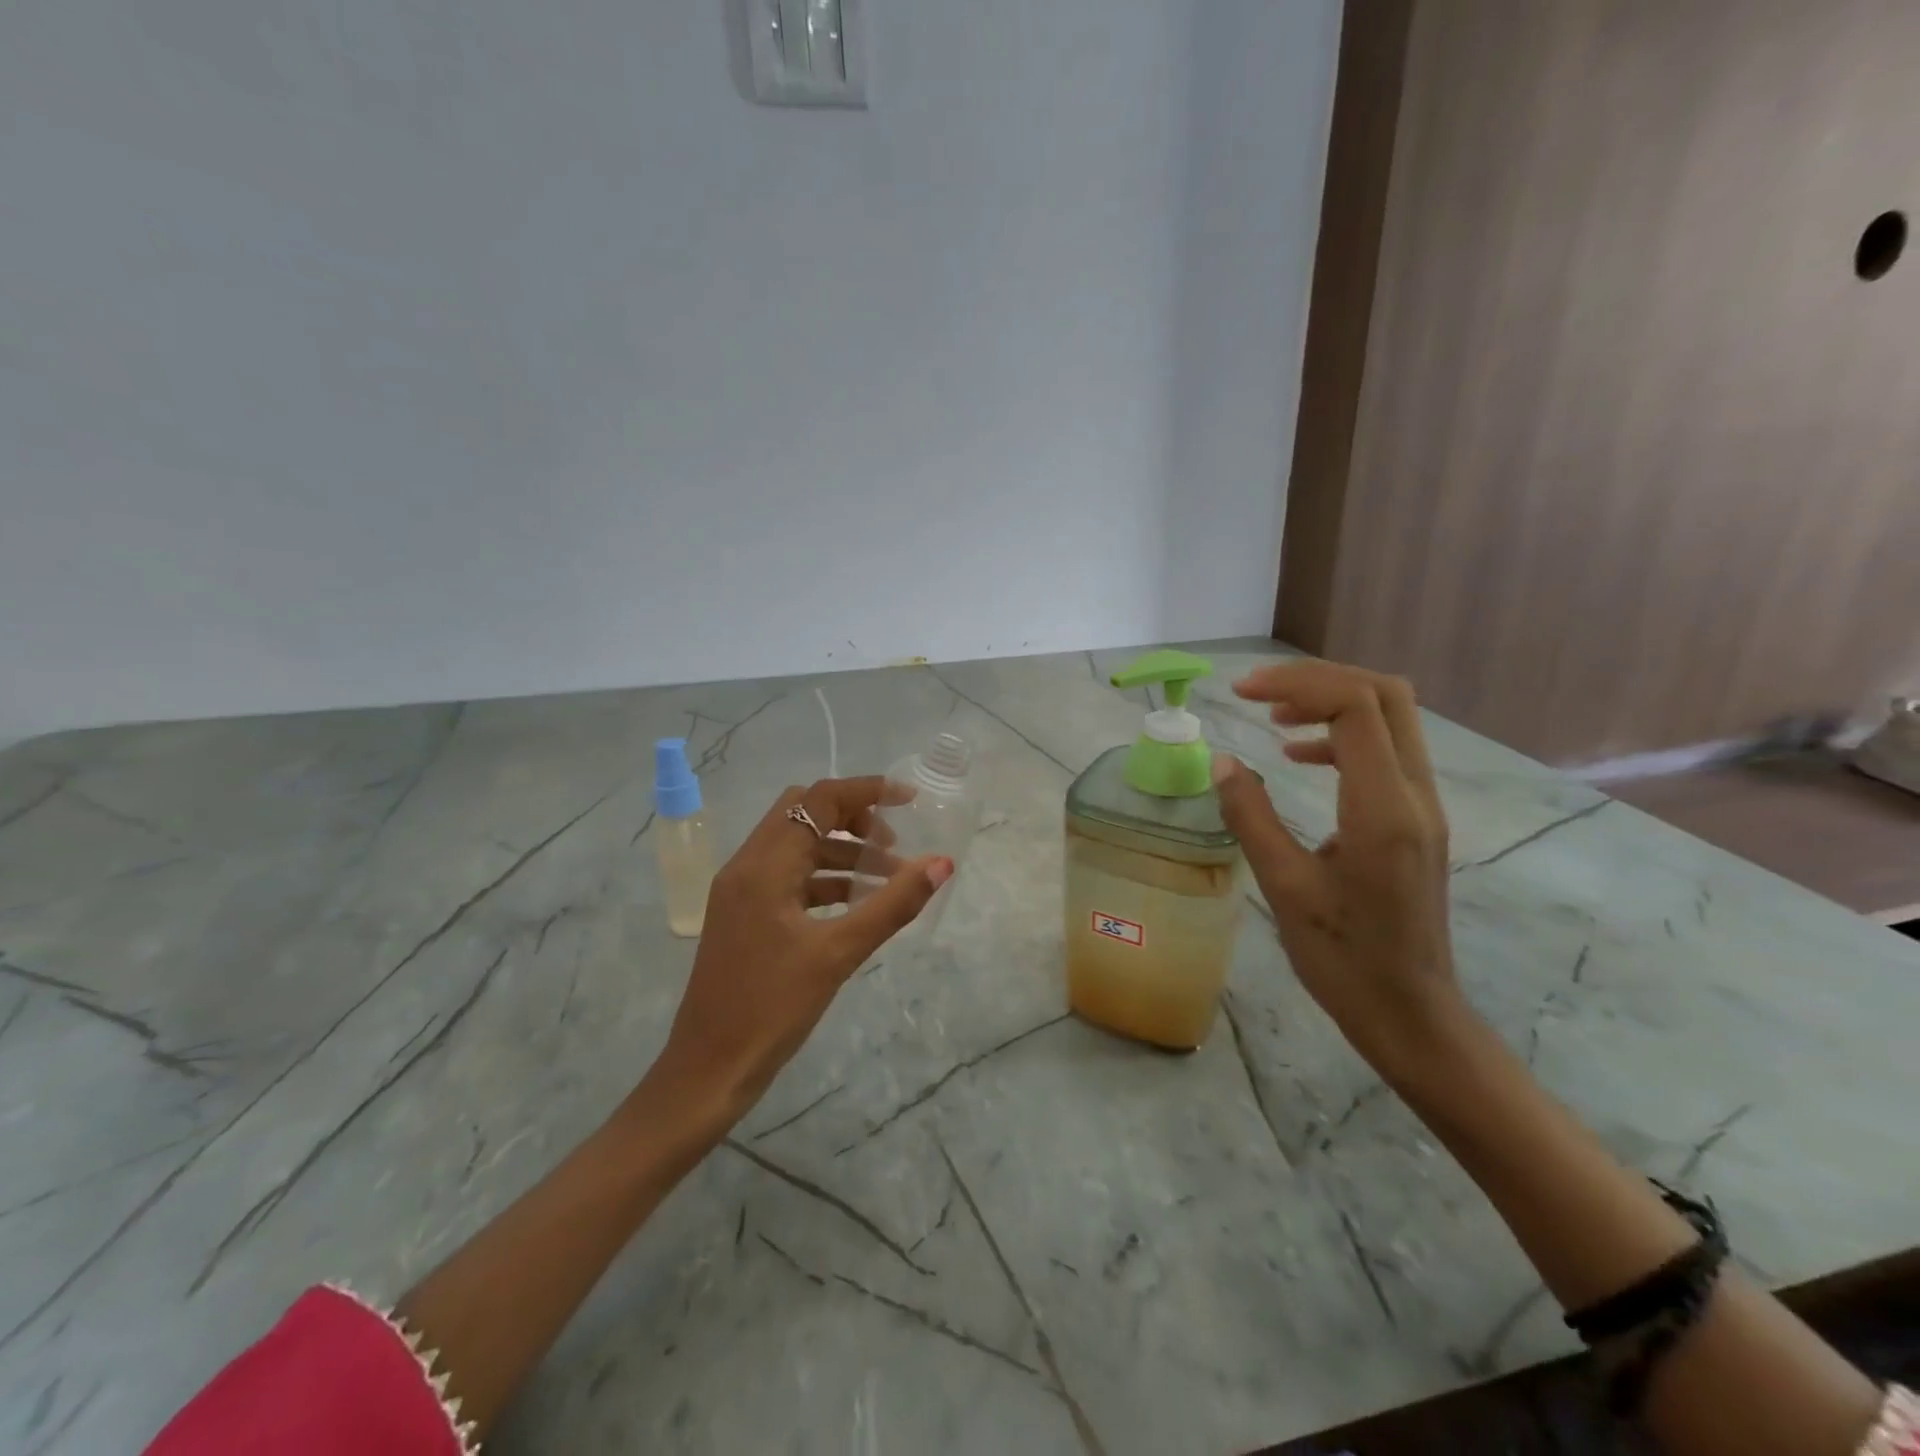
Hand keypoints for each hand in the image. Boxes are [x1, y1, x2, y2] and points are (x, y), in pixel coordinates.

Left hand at [648, 777, 953, 1123]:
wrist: (707, 1070)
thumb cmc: (772, 1009)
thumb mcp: (839, 954)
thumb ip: (892, 904)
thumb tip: (941, 863)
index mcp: (764, 865)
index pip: (818, 799)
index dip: (867, 791)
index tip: (910, 801)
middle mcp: (747, 865)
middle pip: (805, 813)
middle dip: (854, 818)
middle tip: (894, 844)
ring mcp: (741, 890)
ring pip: (798, 845)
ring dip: (843, 850)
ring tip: (887, 877)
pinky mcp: (744, 914)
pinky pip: (790, 876)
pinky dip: (825, 877)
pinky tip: (856, 902)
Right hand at [1210, 661, 1462, 1076]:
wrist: (1410, 1012)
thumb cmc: (1342, 958)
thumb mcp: (1284, 887)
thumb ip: (1251, 817)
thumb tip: (1223, 762)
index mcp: (1382, 809)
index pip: (1355, 707)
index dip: (1298, 683)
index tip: (1242, 693)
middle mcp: (1414, 795)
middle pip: (1384, 695)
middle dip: (1317, 680)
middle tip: (1257, 693)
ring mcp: (1423, 806)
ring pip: (1390, 718)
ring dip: (1331, 702)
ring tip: (1272, 716)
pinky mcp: (1417, 820)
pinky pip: (1385, 751)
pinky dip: (1340, 735)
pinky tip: (1298, 758)